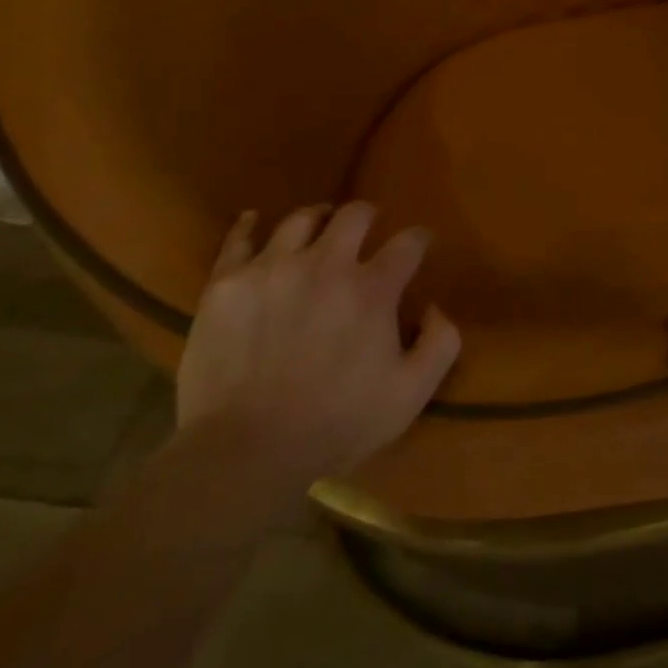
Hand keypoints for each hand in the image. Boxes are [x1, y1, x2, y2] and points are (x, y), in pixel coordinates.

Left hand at [177, 202, 460, 485]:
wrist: (245, 452)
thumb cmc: (335, 424)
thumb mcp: (411, 395)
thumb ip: (441, 344)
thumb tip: (435, 307)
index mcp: (372, 289)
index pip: (408, 243)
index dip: (419, 239)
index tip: (420, 243)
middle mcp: (325, 263)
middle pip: (354, 215)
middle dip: (369, 215)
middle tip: (369, 227)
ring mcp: (272, 268)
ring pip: (300, 220)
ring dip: (318, 218)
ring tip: (319, 225)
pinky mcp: (227, 283)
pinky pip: (238, 240)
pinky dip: (248, 226)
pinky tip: (253, 220)